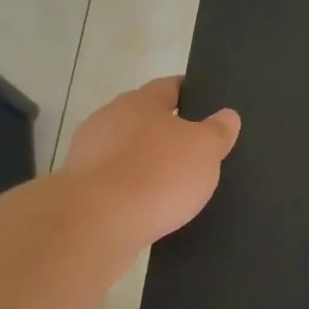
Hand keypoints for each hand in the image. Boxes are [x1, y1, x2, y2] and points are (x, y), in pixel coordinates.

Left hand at [62, 76, 240, 247]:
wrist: (97, 222)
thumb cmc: (157, 174)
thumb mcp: (204, 149)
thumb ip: (218, 130)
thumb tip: (227, 115)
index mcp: (140, 101)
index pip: (170, 86)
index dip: (191, 93)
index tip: (207, 104)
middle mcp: (109, 119)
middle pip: (145, 119)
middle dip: (168, 132)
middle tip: (196, 151)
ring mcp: (89, 154)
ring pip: (127, 152)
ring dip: (147, 164)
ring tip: (174, 185)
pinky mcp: (81, 188)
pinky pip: (116, 183)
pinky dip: (132, 190)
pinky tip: (149, 207)